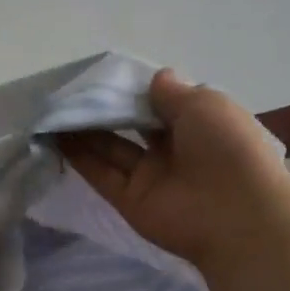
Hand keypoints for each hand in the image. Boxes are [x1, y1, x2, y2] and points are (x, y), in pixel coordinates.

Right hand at [59, 69, 289, 267]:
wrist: (235, 214)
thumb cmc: (227, 148)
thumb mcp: (204, 104)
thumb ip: (173, 92)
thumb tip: (157, 78)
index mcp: (199, 125)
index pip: (163, 104)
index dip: (137, 90)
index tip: (108, 76)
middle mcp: (174, 150)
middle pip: (133, 126)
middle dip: (107, 109)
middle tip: (73, 92)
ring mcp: (150, 176)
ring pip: (112, 149)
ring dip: (86, 131)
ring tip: (55, 110)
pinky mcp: (130, 200)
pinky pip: (102, 175)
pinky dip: (79, 158)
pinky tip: (55, 136)